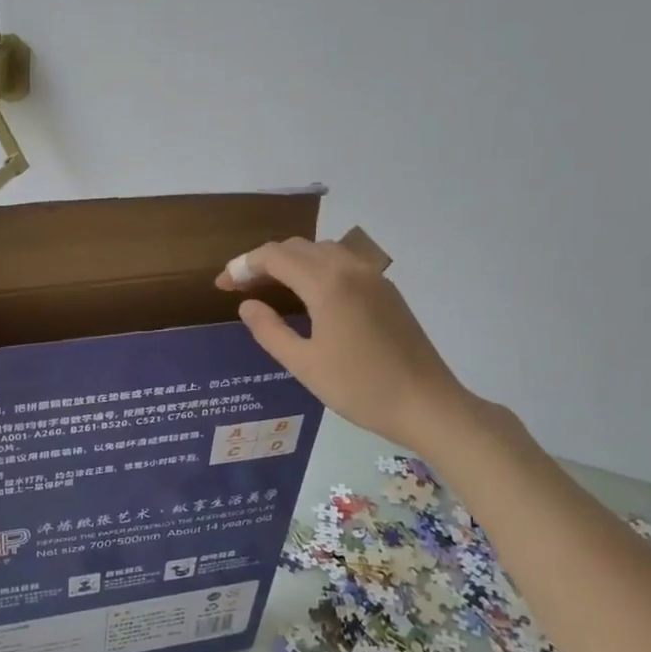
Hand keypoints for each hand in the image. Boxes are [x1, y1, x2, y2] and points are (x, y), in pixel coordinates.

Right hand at [217, 238, 474, 453]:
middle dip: (264, 261)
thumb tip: (247, 305)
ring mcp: (373, 277)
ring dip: (291, 262)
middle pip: (297, 247)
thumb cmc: (360, 388)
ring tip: (270, 289)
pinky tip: (308, 296)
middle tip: (240, 287)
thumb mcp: (303, 364)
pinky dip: (315, 268)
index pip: (274, 256)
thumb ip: (269, 330)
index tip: (222, 285)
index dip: (243, 266)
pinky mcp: (386, 290)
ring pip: (321, 251)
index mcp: (327, 284)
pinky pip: (342, 263)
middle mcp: (351, 268)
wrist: (427, 404)